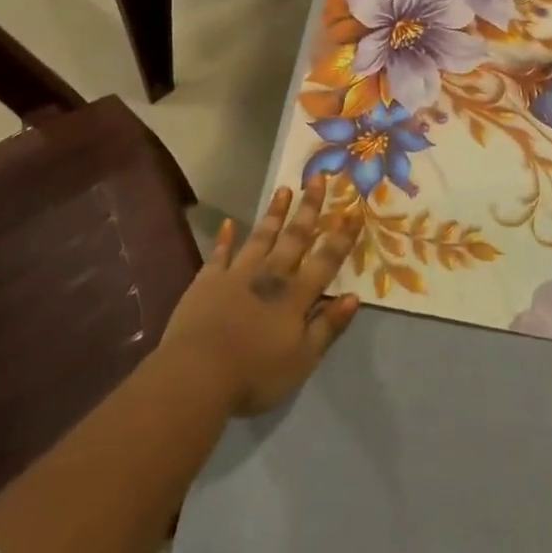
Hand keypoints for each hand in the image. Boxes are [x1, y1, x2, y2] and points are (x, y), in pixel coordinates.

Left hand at [163, 186, 363, 416]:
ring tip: (284, 189)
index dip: (341, 237)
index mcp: (294, 297)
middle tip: (318, 178)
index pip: (325, 261)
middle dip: (309, 208)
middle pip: (294, 237)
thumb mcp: (302, 360)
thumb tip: (355, 297)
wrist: (197, 374)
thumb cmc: (255, 375)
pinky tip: (229, 223)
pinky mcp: (207, 280)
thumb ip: (328, 327)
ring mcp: (236, 274)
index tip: (354, 210)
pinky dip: (226, 238)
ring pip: (260, 237)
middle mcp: (269, 276)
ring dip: (274, 213)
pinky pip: (220, 253)